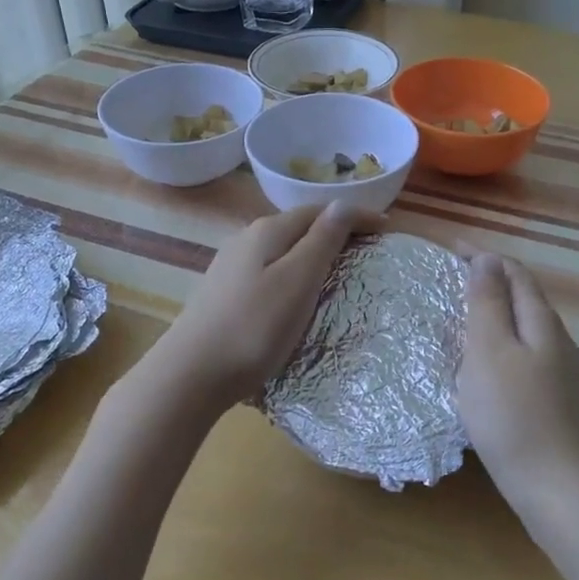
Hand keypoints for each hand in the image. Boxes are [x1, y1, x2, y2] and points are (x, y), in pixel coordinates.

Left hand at [147, 202, 383, 407]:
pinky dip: (294, 275)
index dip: (356, 216)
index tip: (388, 229)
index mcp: (267, 231)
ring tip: (340, 273)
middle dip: (336, 233)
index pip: (321, 210)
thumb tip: (343, 204)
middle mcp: (246, 240)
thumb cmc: (253, 327)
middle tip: (368, 251)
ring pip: (283, 251)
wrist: (190, 375)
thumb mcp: (297, 280)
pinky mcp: (224, 295)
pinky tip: (298, 297)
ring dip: (314, 255)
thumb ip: (322, 240)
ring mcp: (231, 268)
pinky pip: (270, 273)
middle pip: (300, 227)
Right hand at [458, 253, 578, 517]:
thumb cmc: (514, 415)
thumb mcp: (490, 351)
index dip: (483, 256)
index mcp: (540, 321)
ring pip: (521, 328)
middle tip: (447, 280)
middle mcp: (554, 340)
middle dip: (487, 281)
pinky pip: (520, 355)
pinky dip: (496, 344)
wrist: (558, 488)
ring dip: (491, 313)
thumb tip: (487, 259)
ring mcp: (556, 372)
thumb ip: (488, 304)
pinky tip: (479, 365)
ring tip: (457, 316)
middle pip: (521, 297)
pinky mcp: (550, 400)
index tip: (449, 249)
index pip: (513, 272)